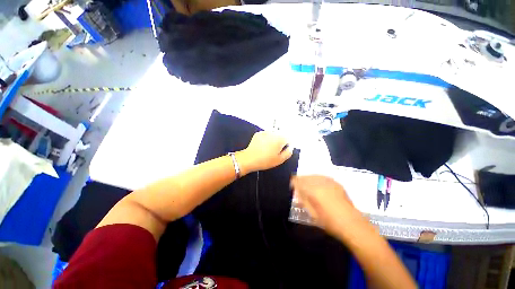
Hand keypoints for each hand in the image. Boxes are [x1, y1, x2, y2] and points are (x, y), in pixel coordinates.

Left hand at [237, 131, 292, 173]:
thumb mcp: (280, 160)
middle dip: (280, 141)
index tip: (284, 149)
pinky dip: (266, 138)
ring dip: (273, 139)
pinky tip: (263, 145)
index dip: (287, 144)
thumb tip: (290, 147)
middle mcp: (273, 133)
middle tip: (276, 150)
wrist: (250, 159)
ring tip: (268, 148)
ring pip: (273, 134)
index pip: (289, 138)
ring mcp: (265, 132)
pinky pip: (266, 134)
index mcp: (280, 139)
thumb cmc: (265, 160)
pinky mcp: (259, 133)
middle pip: (281, 135)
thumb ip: (288, 152)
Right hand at [290, 175, 362, 237]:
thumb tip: (297, 193)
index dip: (293, 182)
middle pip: (305, 177)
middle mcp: (320, 182)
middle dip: (300, 180)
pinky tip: (317, 184)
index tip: (291, 186)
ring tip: (307, 184)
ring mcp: (329, 181)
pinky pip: (322, 177)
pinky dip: (317, 179)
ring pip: (313, 175)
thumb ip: (303, 200)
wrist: (351, 223)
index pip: (298, 181)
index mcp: (312, 190)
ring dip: (308, 179)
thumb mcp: (312, 212)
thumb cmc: (329, 221)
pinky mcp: (335, 183)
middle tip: (298, 186)